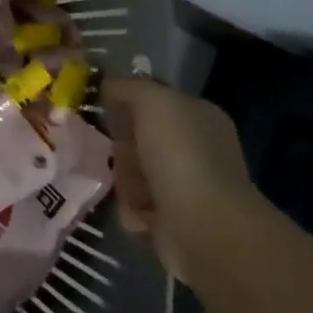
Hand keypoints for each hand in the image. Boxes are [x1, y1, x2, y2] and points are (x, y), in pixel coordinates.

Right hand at [102, 76, 259, 282]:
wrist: (205, 228)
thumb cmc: (181, 155)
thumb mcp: (152, 100)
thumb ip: (127, 86)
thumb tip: (107, 84)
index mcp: (198, 116)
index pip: (152, 101)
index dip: (127, 104)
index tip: (106, 111)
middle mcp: (196, 149)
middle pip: (137, 139)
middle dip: (124, 149)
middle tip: (124, 156)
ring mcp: (187, 187)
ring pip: (132, 173)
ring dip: (126, 182)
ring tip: (136, 193)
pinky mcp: (174, 221)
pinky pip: (135, 207)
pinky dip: (133, 211)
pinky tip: (142, 215)